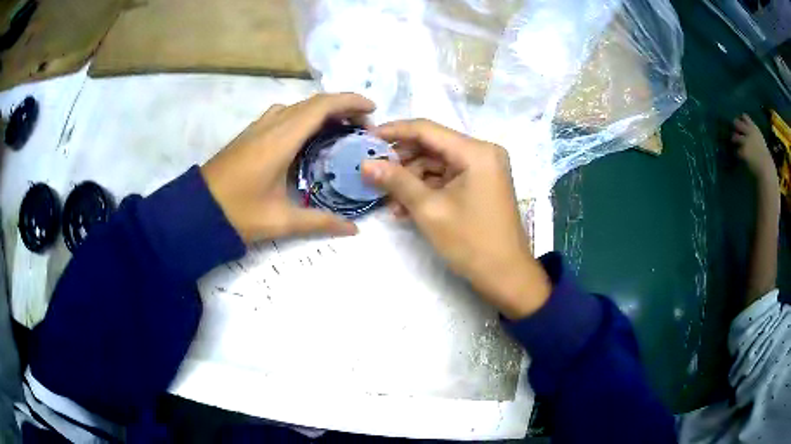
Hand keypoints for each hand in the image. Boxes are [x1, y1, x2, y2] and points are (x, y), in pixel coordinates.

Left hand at [201, 93, 373, 242]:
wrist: (196, 210)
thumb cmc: (237, 213)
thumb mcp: (280, 221)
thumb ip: (320, 222)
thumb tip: (353, 230)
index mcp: (281, 139)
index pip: (322, 107)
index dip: (350, 102)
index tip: (372, 110)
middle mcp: (271, 125)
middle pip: (313, 103)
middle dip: (342, 108)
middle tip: (362, 128)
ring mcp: (258, 127)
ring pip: (297, 107)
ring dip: (322, 111)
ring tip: (339, 130)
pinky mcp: (250, 134)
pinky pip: (284, 115)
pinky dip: (304, 118)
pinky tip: (308, 138)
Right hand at [362, 119, 550, 318]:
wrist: (507, 277)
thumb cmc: (471, 242)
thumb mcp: (429, 210)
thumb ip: (396, 181)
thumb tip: (365, 165)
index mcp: (476, 151)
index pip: (427, 130)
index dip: (394, 132)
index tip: (366, 139)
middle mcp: (482, 153)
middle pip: (432, 146)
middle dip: (401, 161)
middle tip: (372, 173)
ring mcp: (482, 170)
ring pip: (437, 164)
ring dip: (411, 180)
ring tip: (388, 202)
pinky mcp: (480, 185)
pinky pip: (447, 179)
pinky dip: (426, 190)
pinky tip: (405, 208)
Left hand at [733, 113, 773, 176]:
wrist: (766, 169)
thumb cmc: (765, 157)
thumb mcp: (760, 140)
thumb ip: (754, 134)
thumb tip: (746, 131)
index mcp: (754, 129)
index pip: (745, 117)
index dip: (741, 120)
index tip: (740, 124)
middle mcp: (749, 132)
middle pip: (736, 123)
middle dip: (734, 127)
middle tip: (735, 133)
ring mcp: (746, 141)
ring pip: (734, 136)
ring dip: (734, 140)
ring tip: (734, 143)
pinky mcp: (743, 151)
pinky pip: (737, 151)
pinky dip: (738, 154)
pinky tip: (740, 157)